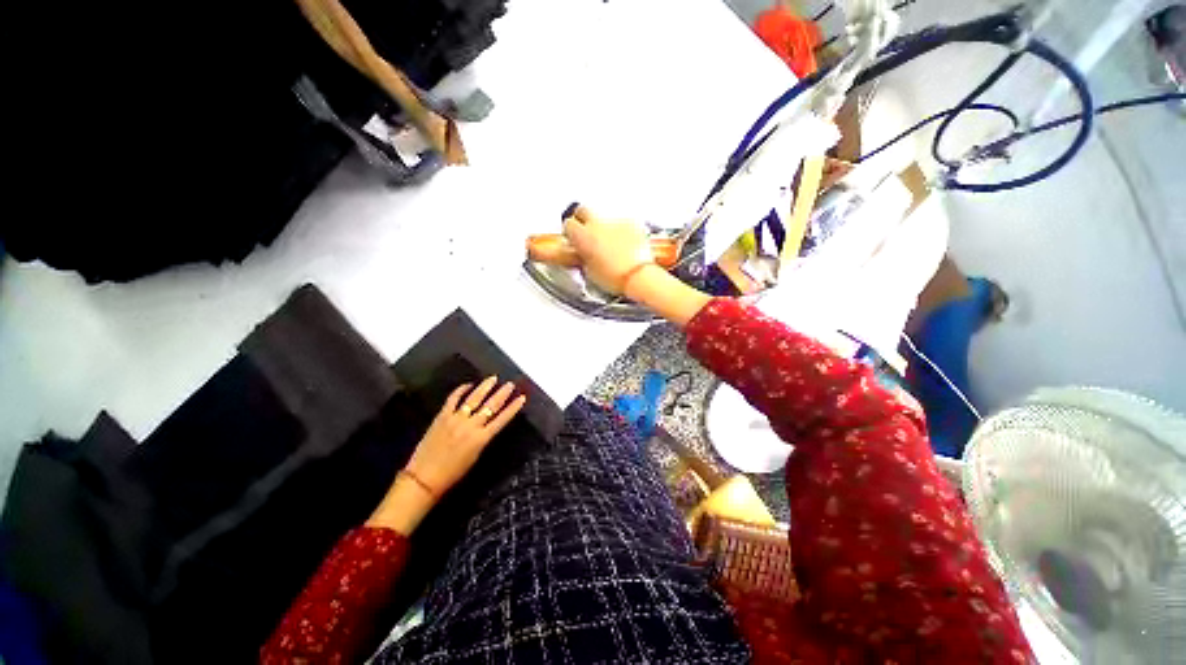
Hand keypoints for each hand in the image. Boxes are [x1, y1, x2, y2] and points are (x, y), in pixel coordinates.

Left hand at [406, 376, 525, 495]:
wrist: (424, 478)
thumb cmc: (453, 473)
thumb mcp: (475, 457)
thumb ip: (483, 438)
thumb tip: (488, 426)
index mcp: (482, 438)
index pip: (502, 419)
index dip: (513, 407)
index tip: (522, 397)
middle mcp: (471, 426)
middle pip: (491, 405)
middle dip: (502, 393)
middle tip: (510, 384)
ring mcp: (456, 419)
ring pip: (474, 398)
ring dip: (485, 387)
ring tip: (493, 378)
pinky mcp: (442, 417)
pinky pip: (453, 399)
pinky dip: (461, 390)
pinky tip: (468, 385)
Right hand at [562, 204, 653, 294]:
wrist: (637, 275)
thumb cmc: (614, 277)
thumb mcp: (589, 271)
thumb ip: (583, 257)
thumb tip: (584, 254)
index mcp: (582, 236)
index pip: (569, 224)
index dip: (570, 232)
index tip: (573, 237)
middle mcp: (596, 224)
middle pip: (583, 210)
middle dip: (583, 218)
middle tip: (587, 231)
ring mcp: (614, 221)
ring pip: (604, 216)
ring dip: (603, 225)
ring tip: (609, 241)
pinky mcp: (631, 222)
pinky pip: (622, 221)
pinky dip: (621, 229)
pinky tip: (624, 242)